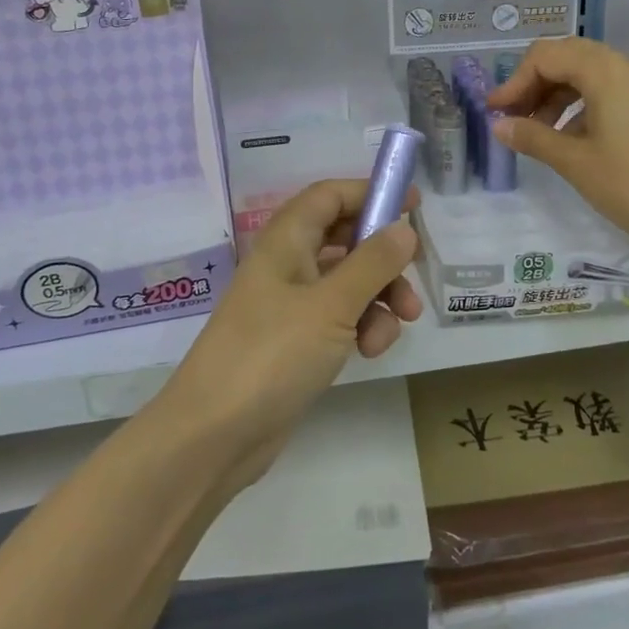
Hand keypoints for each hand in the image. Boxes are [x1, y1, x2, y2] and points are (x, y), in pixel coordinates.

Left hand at [160, 179, 422, 467]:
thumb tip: (403, 229)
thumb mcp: (331, 305)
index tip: (413, 204)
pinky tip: (370, 351)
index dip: (369, 193)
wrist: (214, 435)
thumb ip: (372, 263)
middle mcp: (286, 265)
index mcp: (285, 241)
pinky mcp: (295, 342)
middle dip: (383, 256)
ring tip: (400, 324)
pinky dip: (361, 326)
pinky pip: (338, 318)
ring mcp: (289, 306)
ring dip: (379, 297)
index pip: (329, 196)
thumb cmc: (271, 355)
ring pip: (347, 282)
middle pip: (343, 239)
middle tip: (415, 272)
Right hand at [488, 37, 628, 248]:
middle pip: (567, 58)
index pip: (545, 56)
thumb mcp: (575, 162)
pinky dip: (582, 106)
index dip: (514, 82)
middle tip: (512, 118)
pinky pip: (609, 91)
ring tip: (538, 133)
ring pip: (589, 75)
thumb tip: (500, 126)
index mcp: (605, 70)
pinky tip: (571, 140)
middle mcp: (626, 66)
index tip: (495, 113)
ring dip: (556, 97)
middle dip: (534, 85)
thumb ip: (533, 138)